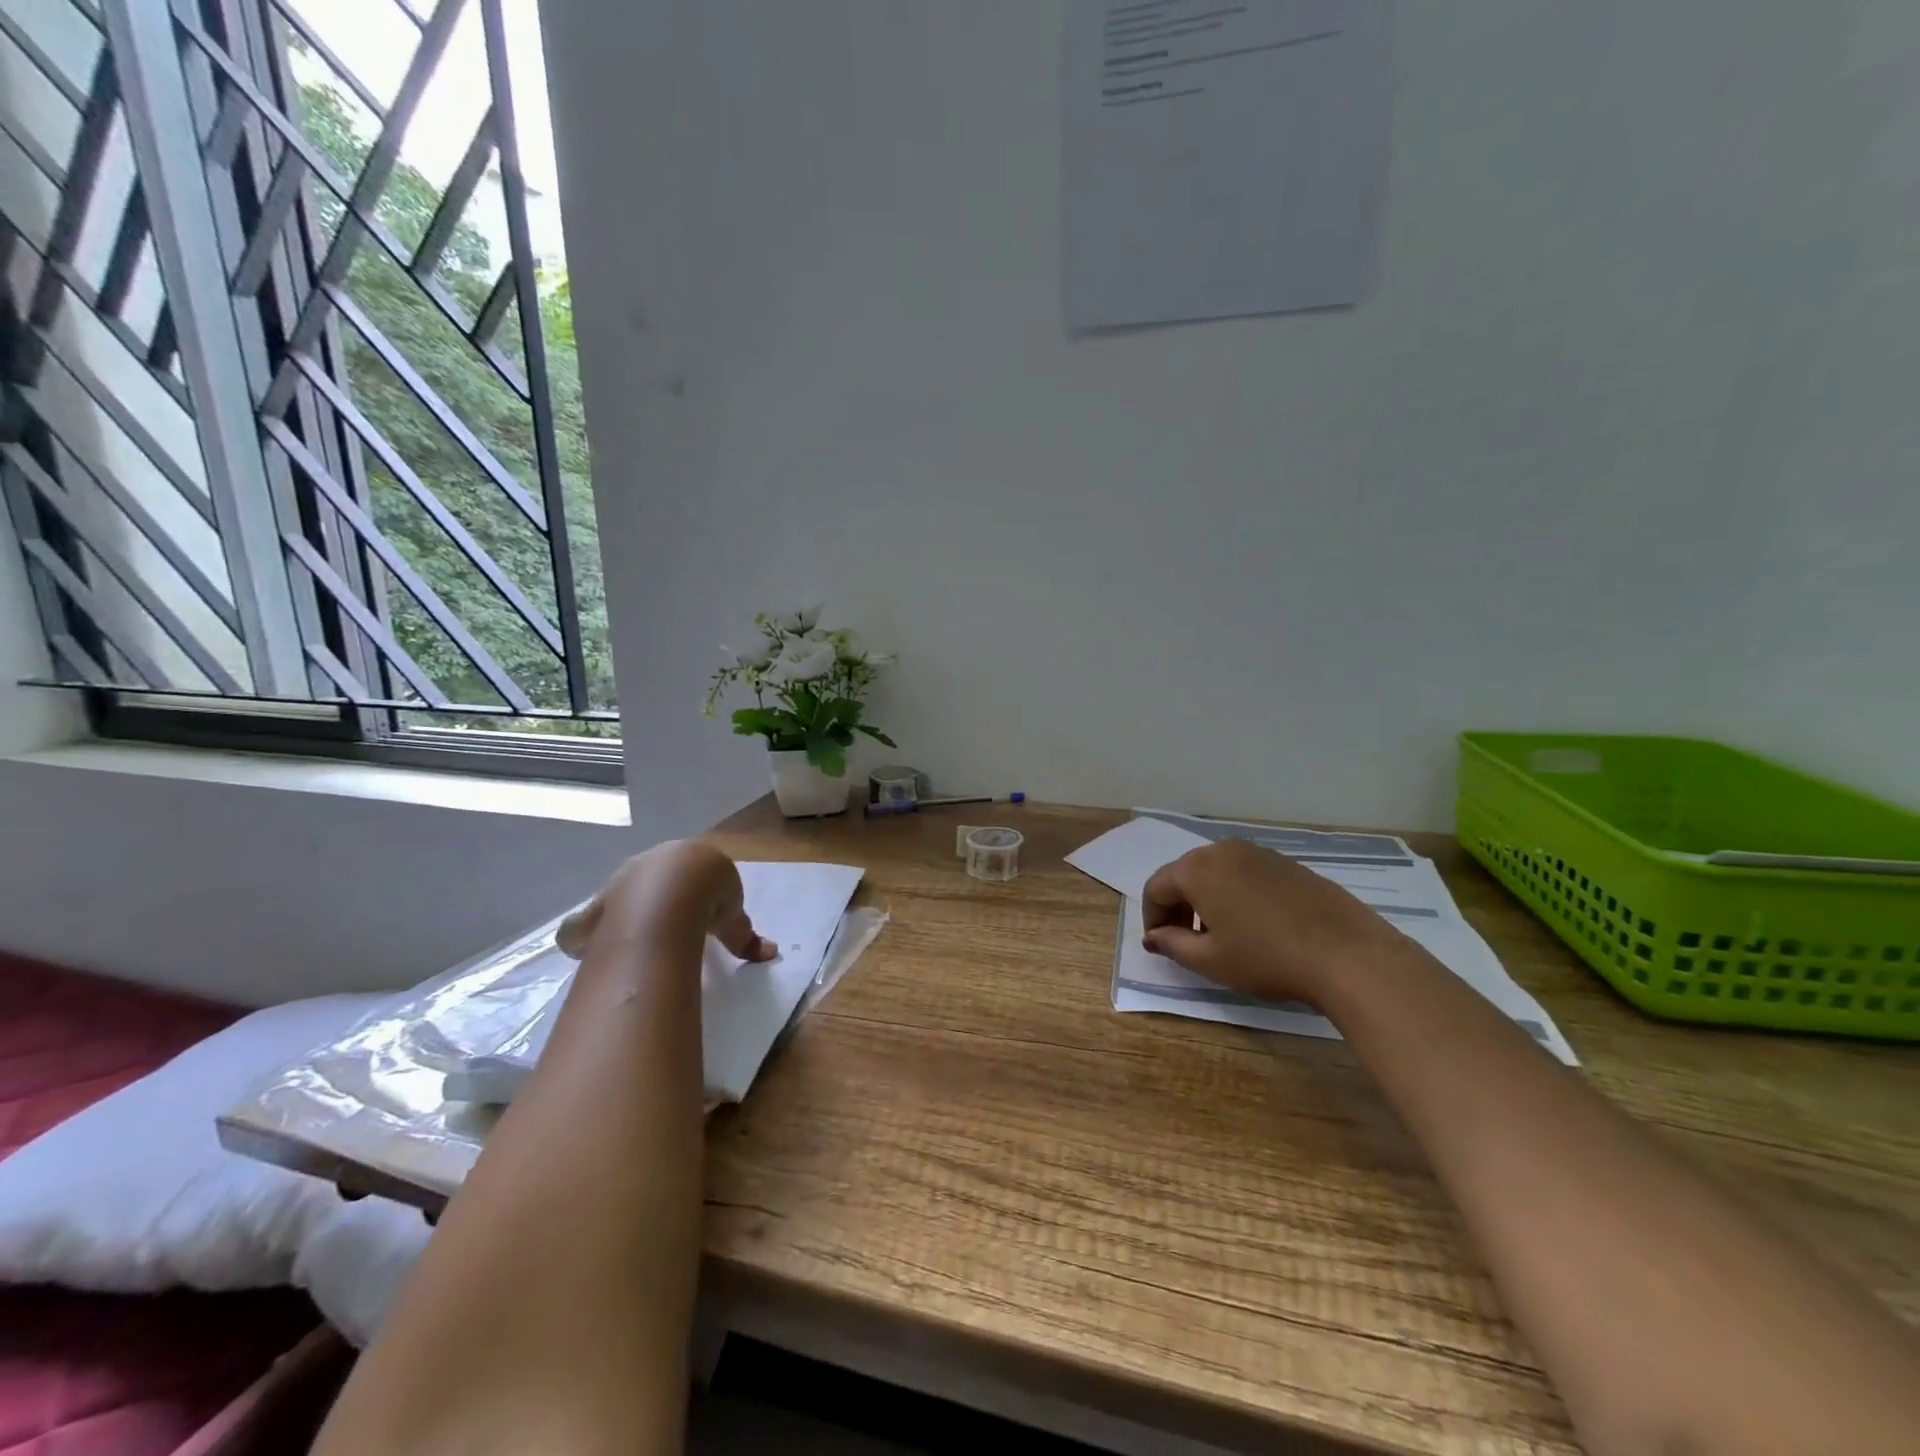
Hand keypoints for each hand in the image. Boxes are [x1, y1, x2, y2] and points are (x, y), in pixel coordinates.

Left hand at [558, 841, 775, 962]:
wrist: (672, 889)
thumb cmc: (709, 891)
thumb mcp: (733, 914)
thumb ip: (744, 934)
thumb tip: (770, 953)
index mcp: (683, 858)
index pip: (684, 870)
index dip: (690, 891)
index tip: (697, 913)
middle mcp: (646, 864)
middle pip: (646, 881)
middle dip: (653, 902)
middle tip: (665, 929)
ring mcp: (616, 885)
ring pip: (614, 900)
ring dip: (619, 919)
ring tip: (628, 943)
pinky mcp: (594, 911)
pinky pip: (583, 926)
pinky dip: (584, 939)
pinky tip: (591, 954)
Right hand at [1141, 839, 1404, 1006]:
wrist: (1347, 954)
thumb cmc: (1266, 958)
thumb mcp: (1211, 960)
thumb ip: (1173, 945)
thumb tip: (1154, 936)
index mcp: (1196, 869)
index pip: (1156, 887)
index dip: (1152, 917)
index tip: (1161, 944)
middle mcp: (1222, 850)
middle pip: (1184, 874)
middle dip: (1178, 905)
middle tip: (1185, 940)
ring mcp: (1257, 852)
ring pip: (1216, 871)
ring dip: (1206, 898)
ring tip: (1221, 934)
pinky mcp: (1286, 862)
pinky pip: (1245, 873)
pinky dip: (1235, 893)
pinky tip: (1255, 924)